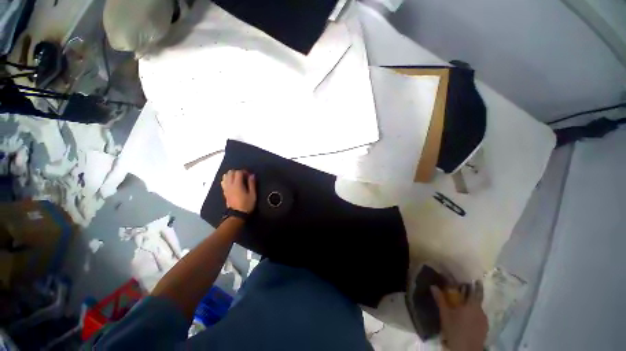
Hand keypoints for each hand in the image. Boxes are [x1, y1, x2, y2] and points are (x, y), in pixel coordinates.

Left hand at [221, 170, 256, 212]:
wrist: (237, 215)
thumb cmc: (246, 204)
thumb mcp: (253, 194)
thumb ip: (252, 184)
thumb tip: (252, 175)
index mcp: (237, 184)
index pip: (238, 172)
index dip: (244, 171)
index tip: (249, 175)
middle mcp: (230, 185)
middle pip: (230, 172)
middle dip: (237, 172)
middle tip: (244, 176)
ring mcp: (226, 188)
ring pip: (225, 176)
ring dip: (231, 175)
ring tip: (238, 178)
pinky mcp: (224, 192)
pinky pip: (223, 182)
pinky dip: (227, 179)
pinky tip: (233, 183)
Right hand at [431, 281, 487, 350]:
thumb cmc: (455, 330)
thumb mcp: (445, 315)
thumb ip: (440, 300)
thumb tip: (433, 286)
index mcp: (472, 306)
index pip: (476, 292)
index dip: (476, 285)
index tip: (474, 279)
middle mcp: (481, 311)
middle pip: (477, 300)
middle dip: (471, 295)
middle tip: (463, 291)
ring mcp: (484, 321)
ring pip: (478, 309)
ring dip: (471, 305)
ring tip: (463, 306)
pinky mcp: (485, 328)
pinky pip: (479, 316)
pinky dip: (473, 313)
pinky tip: (467, 318)